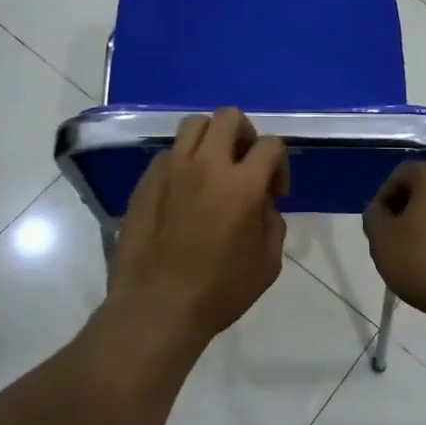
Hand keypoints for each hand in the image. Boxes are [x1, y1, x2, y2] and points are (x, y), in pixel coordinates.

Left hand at [106, 108, 288, 346]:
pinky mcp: (145, 181)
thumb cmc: (219, 291)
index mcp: (242, 184)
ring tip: (213, 169)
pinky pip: (169, 153)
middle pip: (229, 116)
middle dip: (246, 135)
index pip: (271, 144)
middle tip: (245, 166)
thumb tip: (262, 203)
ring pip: (194, 125)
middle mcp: (206, 165)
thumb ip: (272, 221)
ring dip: (211, 140)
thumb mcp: (267, 262)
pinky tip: (184, 193)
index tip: (274, 192)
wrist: (157, 308)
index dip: (280, 164)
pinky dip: (184, 162)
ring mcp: (171, 169)